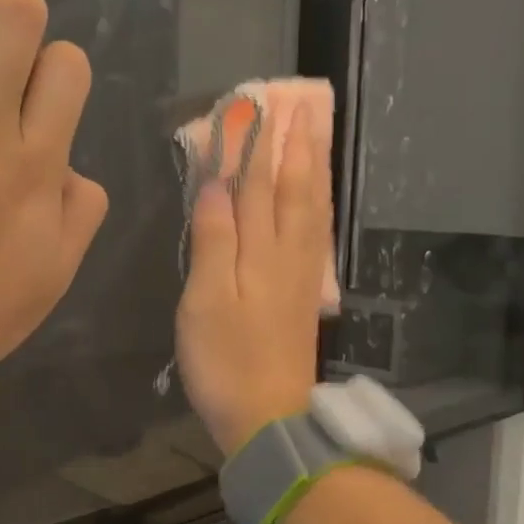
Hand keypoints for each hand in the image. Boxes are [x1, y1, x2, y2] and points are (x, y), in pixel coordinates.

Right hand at [175, 105, 331, 456]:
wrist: (269, 417)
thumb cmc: (227, 360)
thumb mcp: (206, 300)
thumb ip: (214, 239)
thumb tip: (218, 183)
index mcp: (262, 251)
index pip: (256, 185)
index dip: (254, 145)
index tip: (254, 106)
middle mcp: (289, 255)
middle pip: (293, 190)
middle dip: (293, 146)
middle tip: (296, 106)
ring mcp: (302, 276)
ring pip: (310, 209)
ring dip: (311, 170)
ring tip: (313, 137)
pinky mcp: (305, 295)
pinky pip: (316, 235)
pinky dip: (317, 206)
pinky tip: (316, 200)